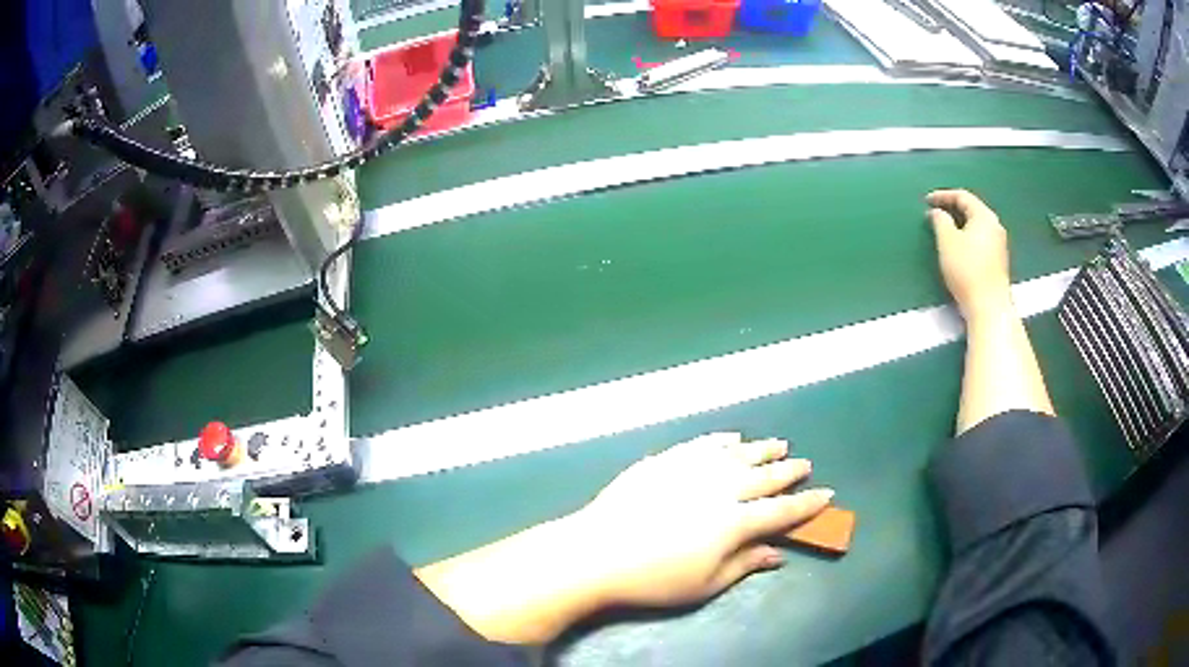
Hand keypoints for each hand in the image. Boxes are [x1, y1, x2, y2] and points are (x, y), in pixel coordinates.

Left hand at [576, 432, 832, 607]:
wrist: (596, 552)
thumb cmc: (654, 579)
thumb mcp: (705, 584)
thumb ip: (744, 564)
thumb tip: (777, 552)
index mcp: (734, 522)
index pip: (781, 511)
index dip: (806, 504)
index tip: (827, 494)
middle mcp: (720, 488)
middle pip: (763, 477)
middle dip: (788, 471)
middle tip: (804, 464)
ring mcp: (691, 469)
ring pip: (736, 454)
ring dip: (760, 449)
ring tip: (778, 445)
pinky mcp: (665, 461)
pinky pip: (701, 444)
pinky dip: (720, 439)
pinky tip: (732, 437)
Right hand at [926, 189, 1012, 319]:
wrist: (989, 306)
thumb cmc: (967, 270)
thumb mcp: (947, 241)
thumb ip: (940, 221)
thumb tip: (938, 213)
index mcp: (984, 216)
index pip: (962, 196)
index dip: (942, 196)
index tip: (926, 201)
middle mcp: (995, 226)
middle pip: (972, 209)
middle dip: (952, 209)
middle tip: (935, 213)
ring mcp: (999, 244)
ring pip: (976, 226)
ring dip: (960, 224)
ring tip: (944, 231)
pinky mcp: (998, 261)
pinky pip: (980, 240)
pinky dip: (967, 237)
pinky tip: (958, 248)